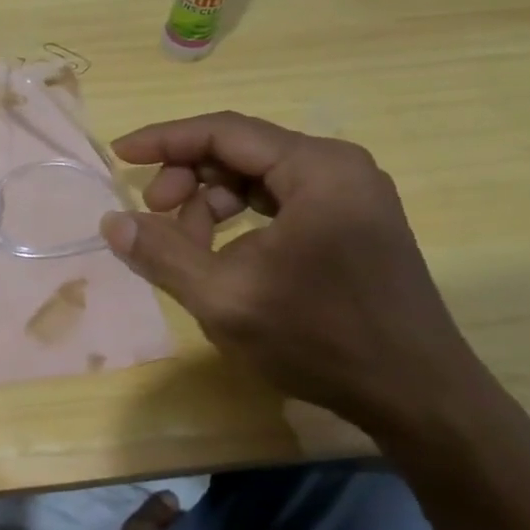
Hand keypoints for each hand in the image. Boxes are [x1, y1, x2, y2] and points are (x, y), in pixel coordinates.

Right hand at [99, 112, 498, 450]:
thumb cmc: (320, 340)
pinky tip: (222, 256)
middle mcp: (338, 167)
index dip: (163, 140)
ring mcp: (350, 195)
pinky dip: (240, 219)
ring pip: (257, 177)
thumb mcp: (225, 298)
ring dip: (210, 203)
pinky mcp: (352, 223)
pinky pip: (279, 201)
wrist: (418, 398)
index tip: (119, 156)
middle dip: (187, 178)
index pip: (224, 131)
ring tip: (187, 249)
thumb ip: (162, 253)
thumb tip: (112, 221)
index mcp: (317, 169)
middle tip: (153, 218)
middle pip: (240, 150)